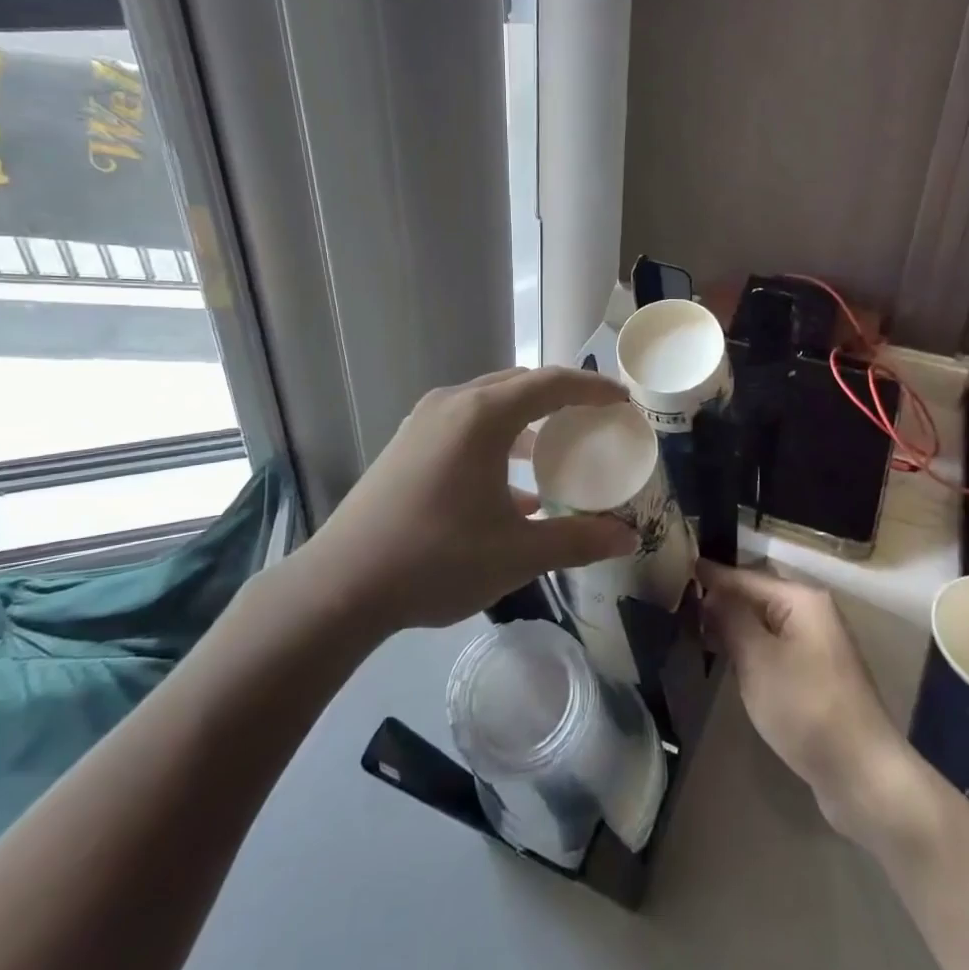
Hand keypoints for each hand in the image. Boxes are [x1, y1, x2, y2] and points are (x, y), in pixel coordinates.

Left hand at [287, 367, 636, 634]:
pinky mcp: (406, 443)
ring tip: (553, 449)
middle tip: (593, 419)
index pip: (552, 383)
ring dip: (526, 418)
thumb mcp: (518, 553)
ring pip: (489, 402)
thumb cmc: (437, 559)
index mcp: (483, 416)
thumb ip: (578, 540)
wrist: (341, 586)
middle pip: (519, 384)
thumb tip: (628, 537)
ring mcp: (423, 421)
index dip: (593, 388)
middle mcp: (453, 404)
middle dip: (561, 397)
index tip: (623, 400)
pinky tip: (509, 487)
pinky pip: (464, 423)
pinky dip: (496, 438)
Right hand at [699, 560, 943, 849]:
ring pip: (764, 623)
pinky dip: (749, 649)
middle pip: (756, 596)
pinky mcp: (816, 675)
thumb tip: (710, 591)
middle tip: (678, 606)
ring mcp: (817, 645)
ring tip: (693, 631)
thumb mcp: (758, 659)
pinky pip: (774, 648)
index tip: (674, 570)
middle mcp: (812, 613)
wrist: (861, 774)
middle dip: (720, 601)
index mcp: (801, 599)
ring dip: (733, 627)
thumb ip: (730, 618)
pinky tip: (727, 661)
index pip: (745, 576)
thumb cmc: (806, 707)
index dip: (710, 576)